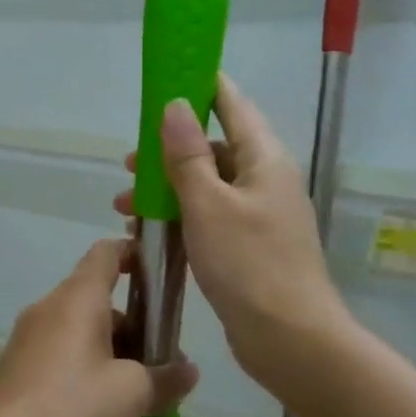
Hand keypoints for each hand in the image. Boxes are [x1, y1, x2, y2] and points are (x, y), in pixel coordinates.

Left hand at [0, 239, 198, 416]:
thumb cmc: (73, 409)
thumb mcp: (133, 394)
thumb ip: (166, 377)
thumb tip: (187, 371)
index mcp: (77, 298)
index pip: (106, 252)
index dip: (136, 254)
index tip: (161, 277)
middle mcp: (48, 308)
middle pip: (97, 297)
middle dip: (133, 323)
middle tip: (159, 361)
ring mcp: (27, 338)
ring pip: (79, 329)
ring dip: (111, 351)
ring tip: (135, 394)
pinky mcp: (16, 369)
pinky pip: (60, 353)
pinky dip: (86, 368)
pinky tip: (99, 409)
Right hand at [115, 74, 348, 387]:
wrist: (290, 339)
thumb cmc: (249, 264)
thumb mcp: (209, 205)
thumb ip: (188, 156)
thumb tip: (175, 105)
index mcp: (264, 159)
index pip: (233, 104)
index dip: (202, 86)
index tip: (167, 77)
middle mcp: (265, 180)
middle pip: (215, 148)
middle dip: (170, 151)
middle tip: (130, 162)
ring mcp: (259, 215)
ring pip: (208, 187)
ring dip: (168, 190)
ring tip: (125, 205)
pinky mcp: (249, 247)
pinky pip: (210, 218)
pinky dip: (181, 218)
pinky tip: (149, 234)